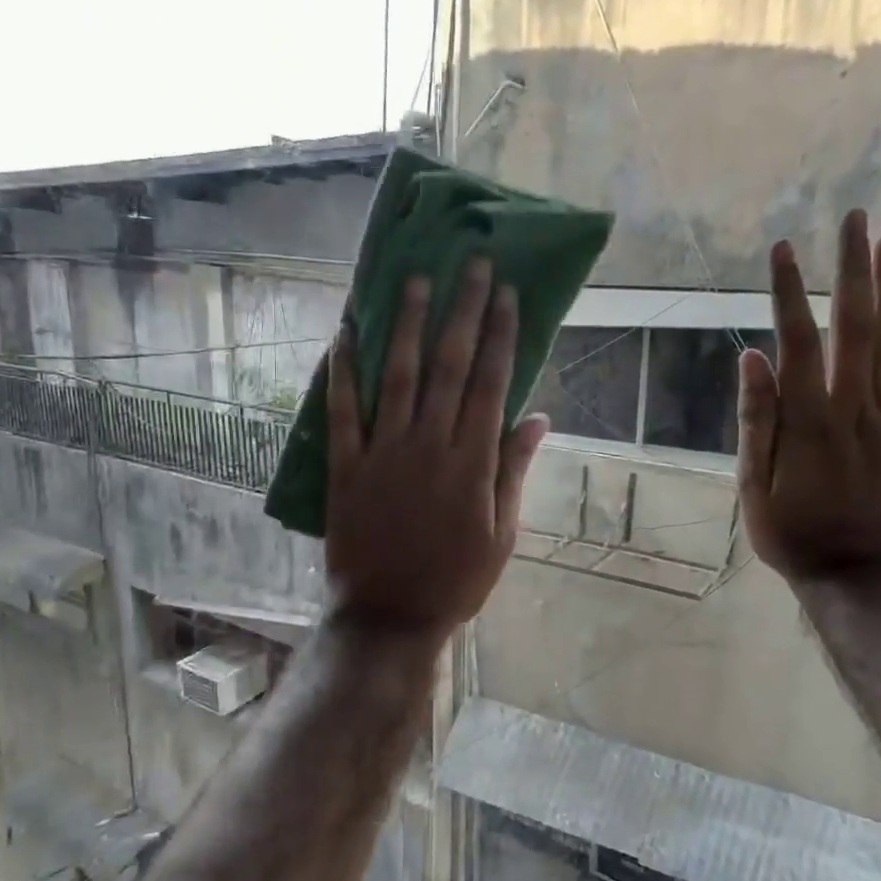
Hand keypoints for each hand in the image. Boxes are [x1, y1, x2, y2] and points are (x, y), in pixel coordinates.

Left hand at [324, 256, 548, 646]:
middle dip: (462, 310)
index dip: (500, 334)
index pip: (491, 382)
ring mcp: (384, 452)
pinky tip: (345, 333)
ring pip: (399, 375)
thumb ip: (515, 471)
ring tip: (414, 279)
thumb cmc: (455, 580)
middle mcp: (430, 444)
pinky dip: (343, 371)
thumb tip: (537, 418)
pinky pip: (343, 410)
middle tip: (470, 264)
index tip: (506, 293)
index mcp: (473, 461)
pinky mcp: (346, 466)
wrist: (390, 615)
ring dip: (407, 324)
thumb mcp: (502, 533)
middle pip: (450, 365)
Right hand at [737, 208, 880, 583]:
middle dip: (852, 270)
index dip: (789, 293)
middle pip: (855, 328)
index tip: (784, 249)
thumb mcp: (754, 485)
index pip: (798, 342)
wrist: (855, 577)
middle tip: (854, 219)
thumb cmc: (791, 533)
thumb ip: (758, 421)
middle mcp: (855, 410)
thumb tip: (753, 359)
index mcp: (809, 421)